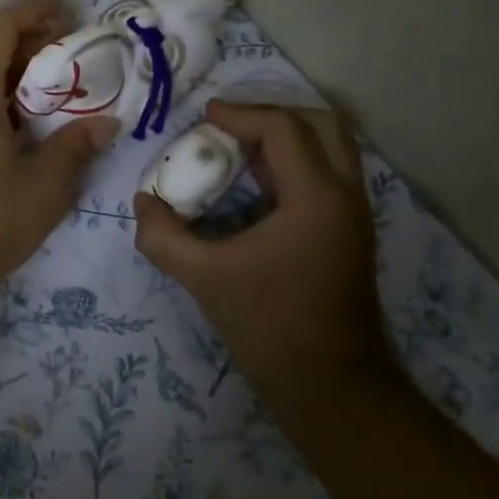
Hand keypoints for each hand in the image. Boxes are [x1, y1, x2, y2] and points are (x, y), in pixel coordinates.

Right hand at [134, 101, 388, 391]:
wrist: (328, 384)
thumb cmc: (268, 325)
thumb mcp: (203, 277)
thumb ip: (162, 236)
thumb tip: (143, 203)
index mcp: (316, 198)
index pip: (283, 129)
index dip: (240, 115)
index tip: (203, 117)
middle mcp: (345, 196)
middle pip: (323, 124)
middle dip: (273, 114)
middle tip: (229, 126)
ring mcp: (354, 215)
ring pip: (332, 148)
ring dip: (287, 137)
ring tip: (239, 149)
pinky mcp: (349, 233)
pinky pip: (327, 175)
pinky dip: (295, 164)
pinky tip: (256, 184)